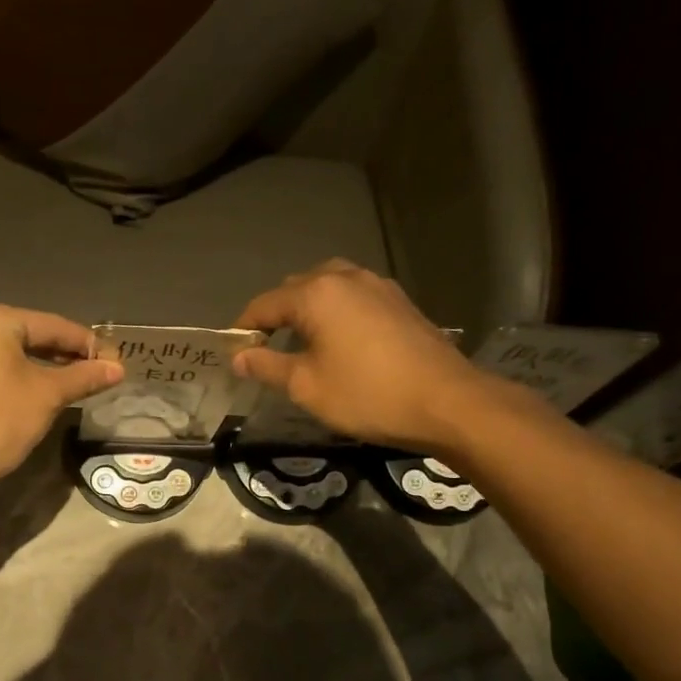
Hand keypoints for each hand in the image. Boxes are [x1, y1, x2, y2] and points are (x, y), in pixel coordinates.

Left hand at [0, 303, 122, 503]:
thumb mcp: (47, 396)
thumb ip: (84, 377)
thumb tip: (117, 368)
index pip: (53, 326)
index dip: (88, 344)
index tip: (115, 362)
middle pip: (31, 334)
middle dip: (66, 355)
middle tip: (99, 373)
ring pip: (12, 352)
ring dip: (44, 366)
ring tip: (76, 383)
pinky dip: (19, 375)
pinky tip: (40, 390)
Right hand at [232, 260, 497, 451]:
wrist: (446, 402)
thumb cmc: (367, 395)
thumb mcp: (307, 386)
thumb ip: (267, 366)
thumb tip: (239, 357)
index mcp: (316, 294)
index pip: (264, 304)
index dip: (244, 328)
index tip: (234, 353)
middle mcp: (345, 277)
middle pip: (296, 288)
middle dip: (276, 314)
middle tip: (267, 350)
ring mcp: (377, 285)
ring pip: (328, 286)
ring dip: (308, 309)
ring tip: (302, 342)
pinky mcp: (399, 301)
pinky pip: (354, 296)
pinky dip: (336, 311)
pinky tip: (340, 340)